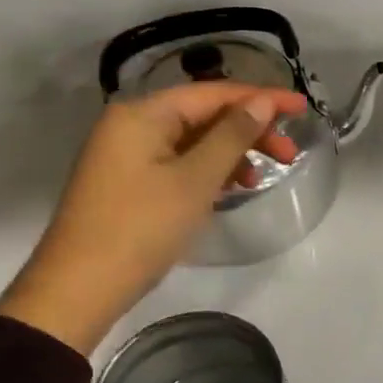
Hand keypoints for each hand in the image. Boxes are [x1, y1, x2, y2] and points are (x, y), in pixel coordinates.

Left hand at [0, 83, 308, 354]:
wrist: (79, 289)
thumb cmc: (141, 227)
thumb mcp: (195, 180)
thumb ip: (232, 136)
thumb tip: (262, 102)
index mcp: (143, 114)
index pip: (214, 93)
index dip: (262, 98)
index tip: (303, 107)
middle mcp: (131, 124)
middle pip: (203, 114)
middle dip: (249, 130)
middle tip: (289, 155)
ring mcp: (127, 154)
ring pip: (193, 140)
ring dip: (232, 153)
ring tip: (261, 178)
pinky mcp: (128, 182)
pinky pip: (178, 162)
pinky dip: (208, 171)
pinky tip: (230, 189)